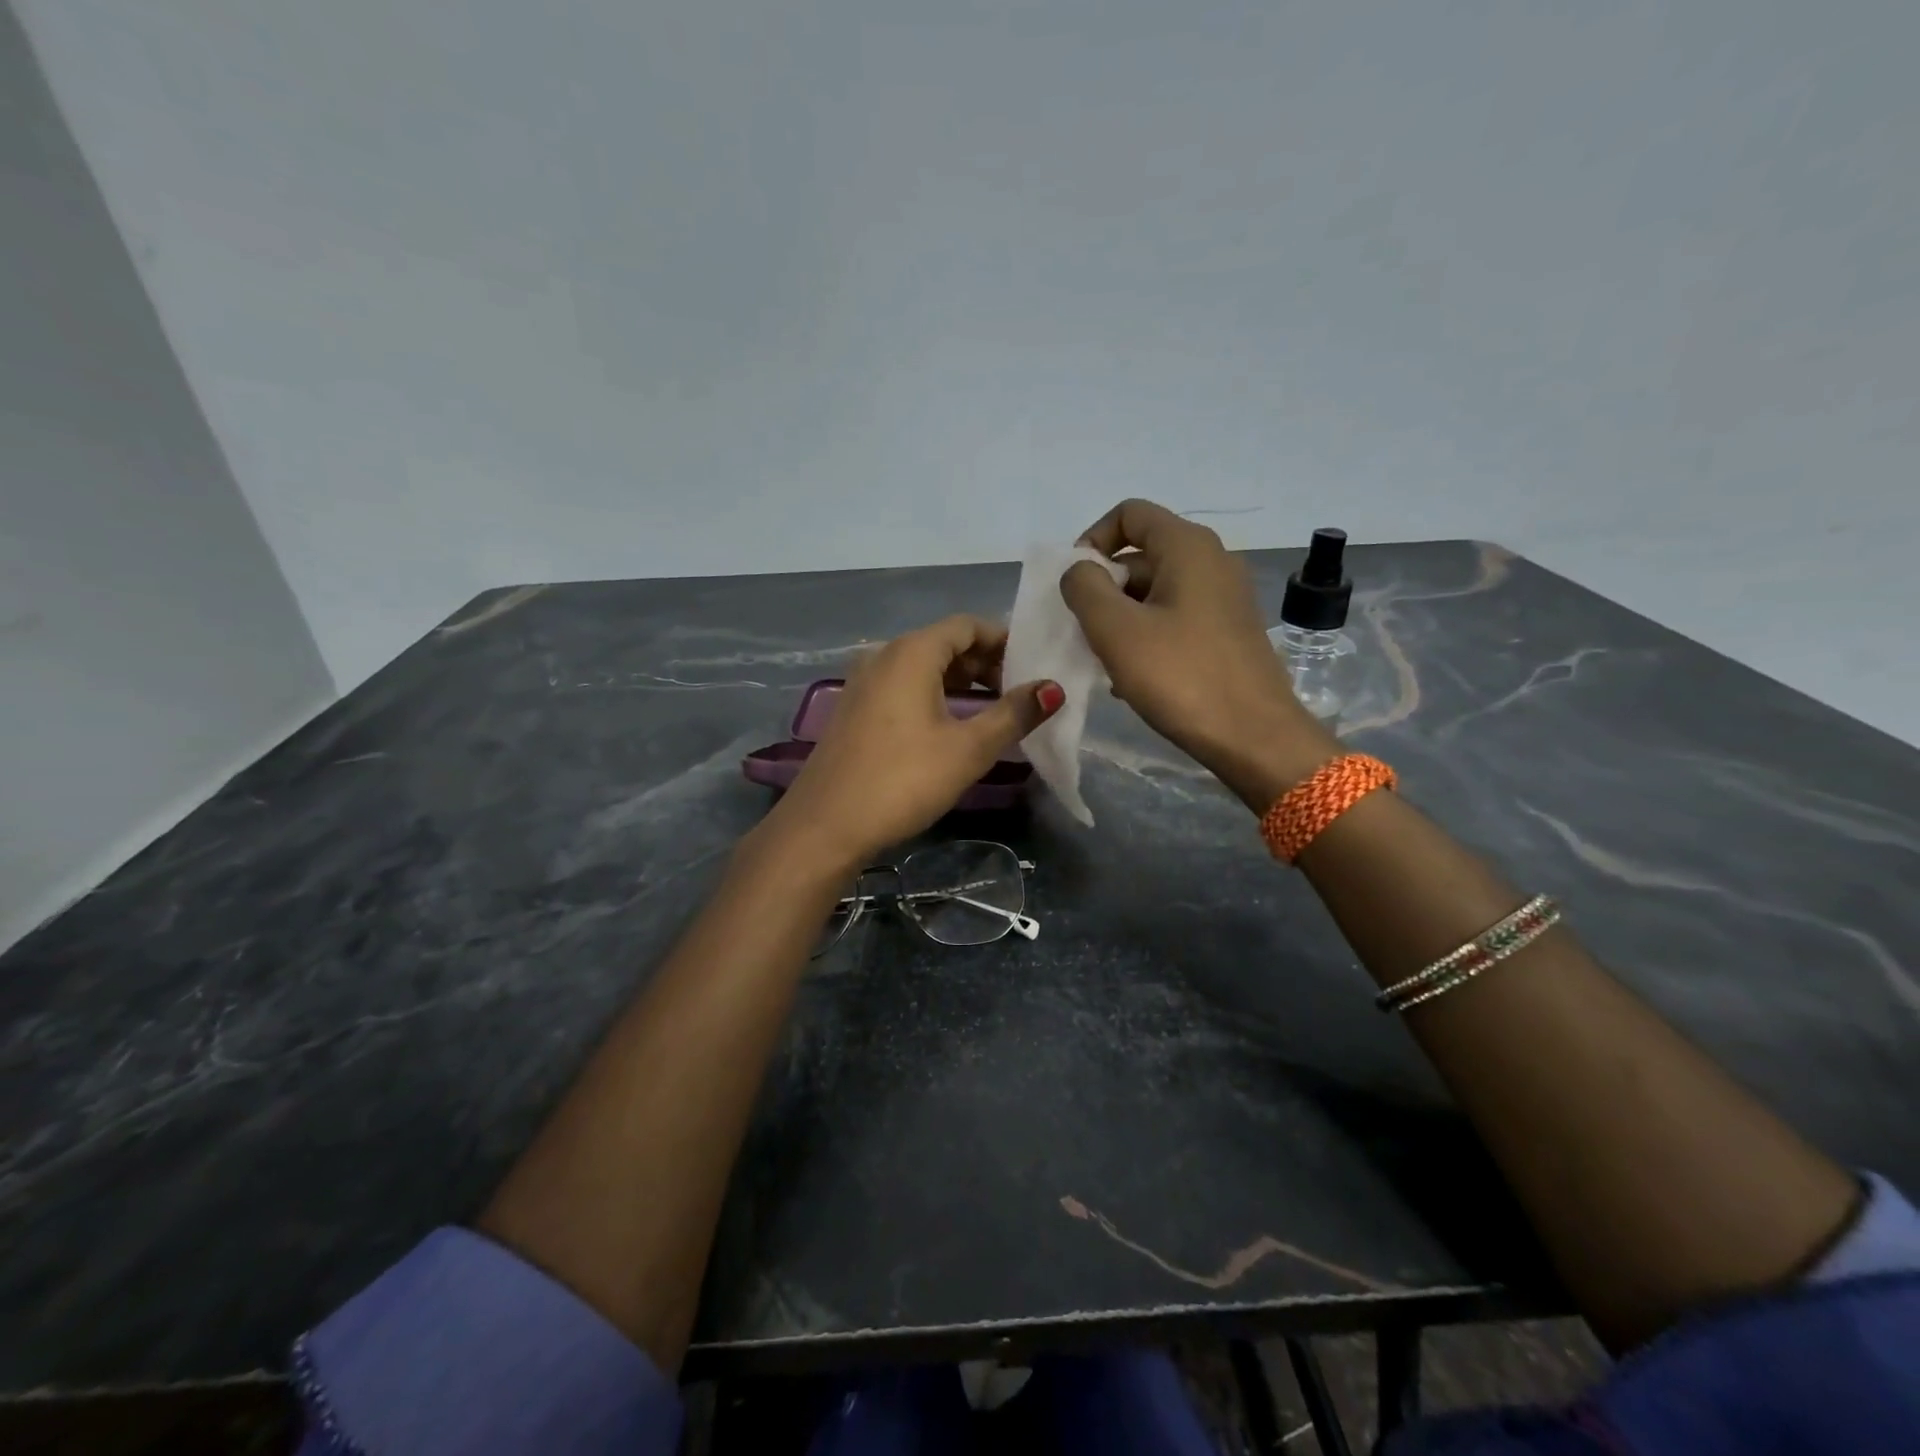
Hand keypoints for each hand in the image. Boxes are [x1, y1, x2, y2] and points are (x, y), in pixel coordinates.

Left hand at [765, 616, 1061, 870]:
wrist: (825, 825)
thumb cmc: (903, 780)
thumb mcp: (968, 748)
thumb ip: (1013, 714)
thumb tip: (1053, 688)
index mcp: (911, 653)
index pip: (966, 626)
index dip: (1003, 640)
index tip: (1033, 666)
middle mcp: (883, 656)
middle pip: (943, 643)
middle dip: (984, 662)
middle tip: (1018, 693)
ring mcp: (863, 683)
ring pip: (921, 667)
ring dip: (960, 681)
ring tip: (992, 711)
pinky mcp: (854, 710)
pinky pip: (902, 687)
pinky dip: (933, 695)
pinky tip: (949, 726)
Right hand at [1061, 499, 1338, 811]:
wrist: (1254, 737)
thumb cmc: (1181, 676)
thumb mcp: (1116, 630)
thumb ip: (1084, 588)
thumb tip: (1079, 571)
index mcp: (1188, 547)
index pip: (1129, 514)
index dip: (1092, 540)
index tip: (1075, 585)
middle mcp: (1212, 561)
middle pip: (1140, 554)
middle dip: (1103, 588)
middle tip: (1084, 632)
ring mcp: (1224, 598)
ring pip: (1155, 591)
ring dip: (1120, 619)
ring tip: (1105, 661)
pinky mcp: (1228, 632)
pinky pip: (1174, 618)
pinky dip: (1146, 636)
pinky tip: (1132, 678)